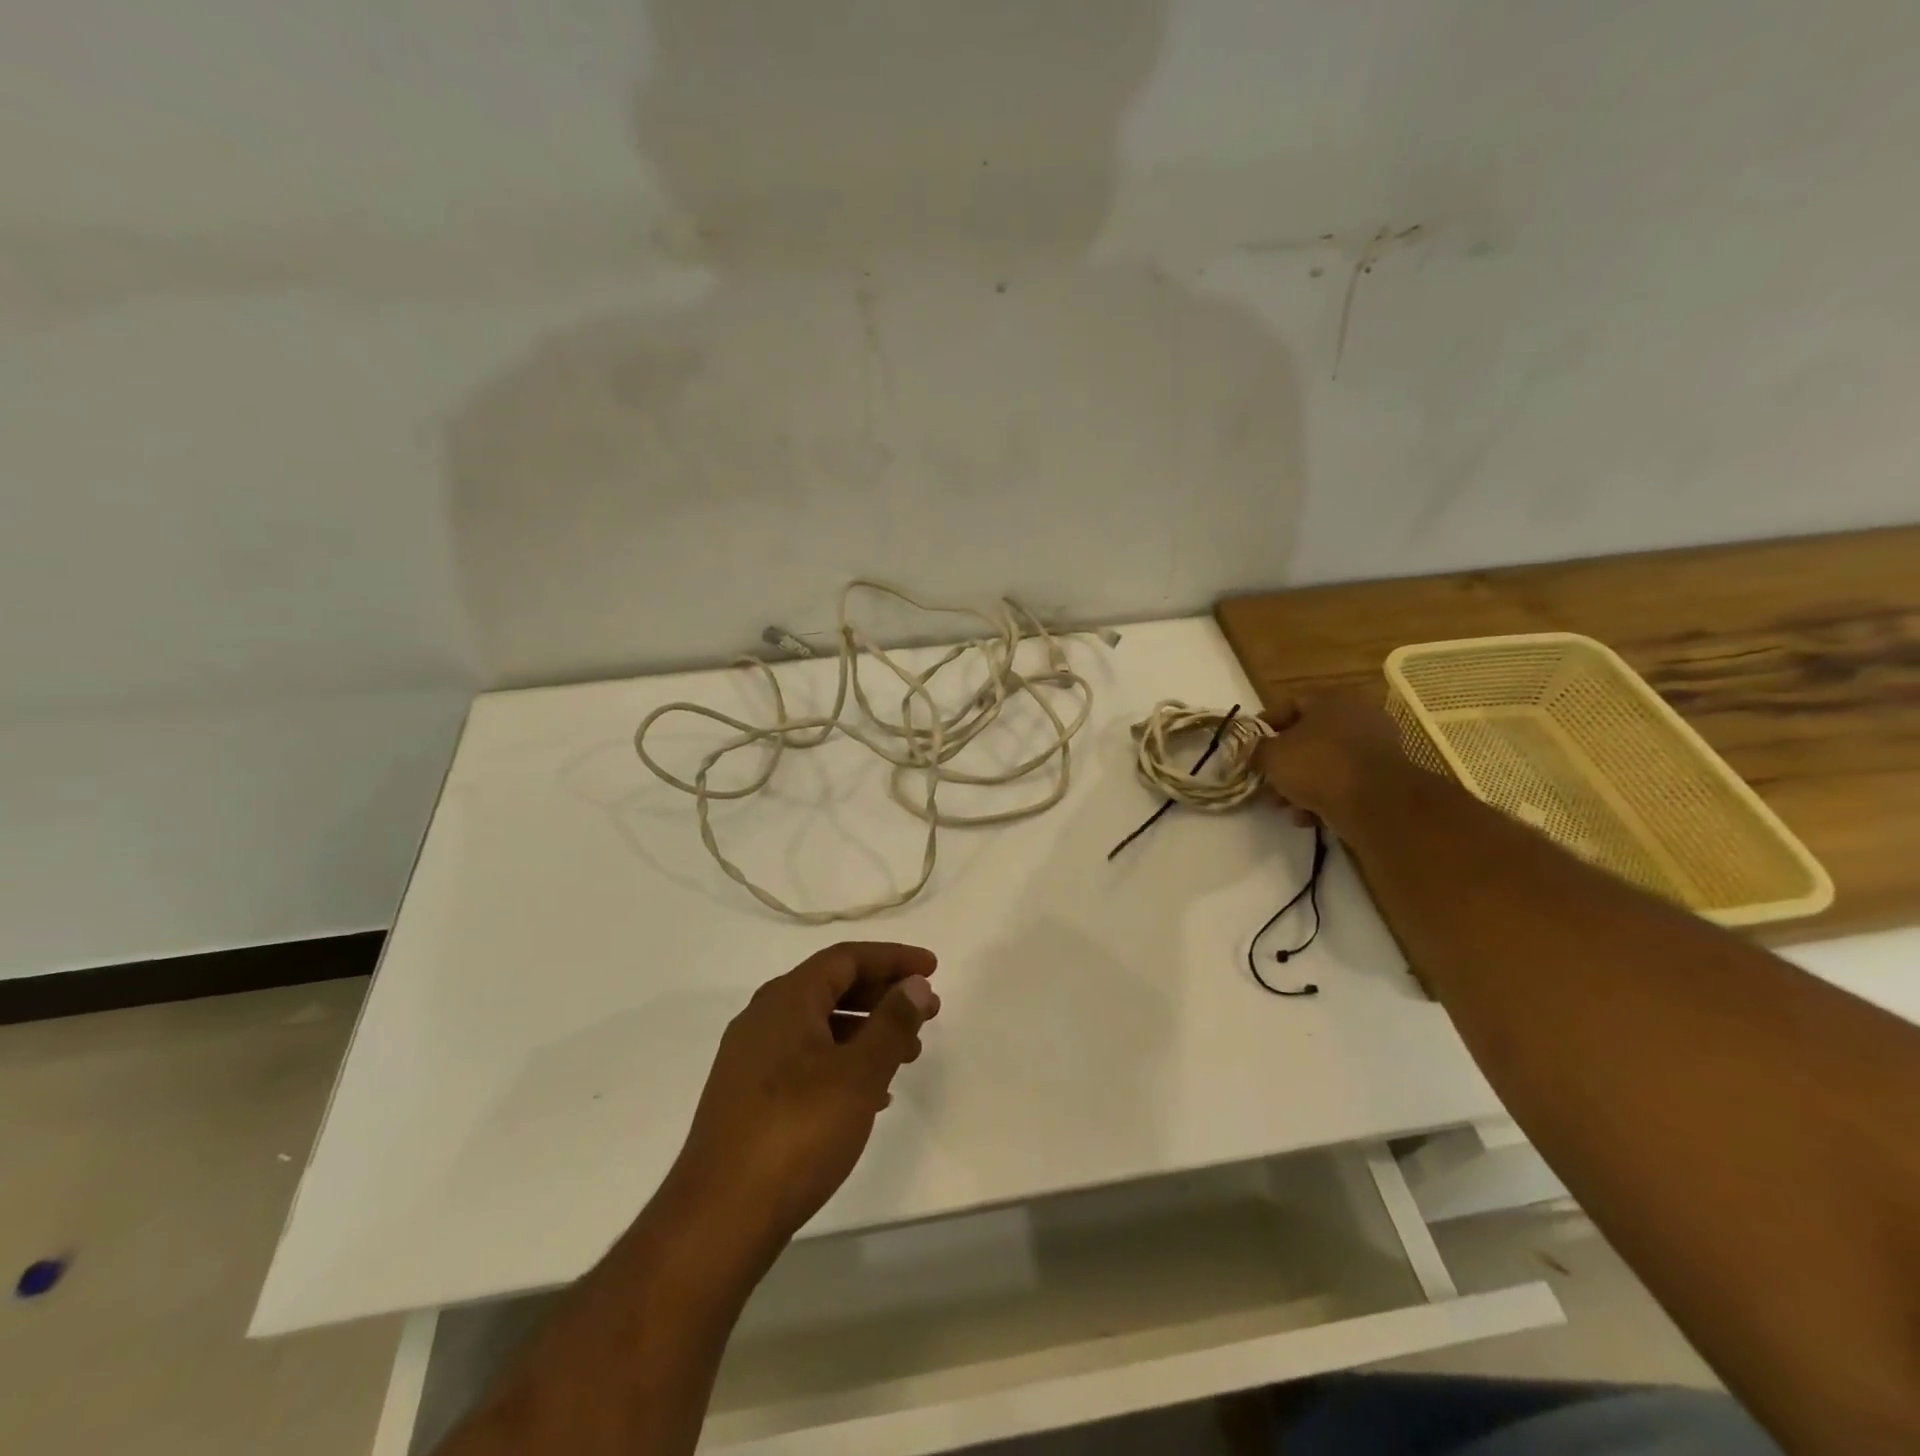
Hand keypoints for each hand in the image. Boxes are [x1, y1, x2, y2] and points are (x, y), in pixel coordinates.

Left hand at [666, 942, 939, 1254]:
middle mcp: (764, 1018)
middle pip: (833, 987)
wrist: (719, 1218)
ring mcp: (751, 1058)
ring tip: (908, 1055)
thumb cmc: (797, 1132)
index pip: (847, 958)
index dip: (893, 958)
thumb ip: (891, 1023)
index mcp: (786, 999)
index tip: (932, 968)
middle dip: (884, 995)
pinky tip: (871, 1094)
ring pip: (820, 1025)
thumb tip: (914, 983)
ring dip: (867, 1031)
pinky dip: (843, 1061)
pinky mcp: (748, 1096)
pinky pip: (806, 1058)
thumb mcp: (858, 1074)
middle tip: (928, 1012)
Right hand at [1253, 692, 1412, 832]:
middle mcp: (1357, 716)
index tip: (1250, 748)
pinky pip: (1345, 782)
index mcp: (1330, 699)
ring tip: (1285, 806)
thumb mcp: (1271, 756)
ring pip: (1326, 763)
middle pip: (1308, 737)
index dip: (1264, 727)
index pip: (1289, 705)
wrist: (1375, 803)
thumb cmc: (1317, 765)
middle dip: (1284, 762)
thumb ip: (1257, 750)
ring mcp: (1375, 746)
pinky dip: (1325, 796)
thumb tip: (1255, 751)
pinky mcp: (1385, 777)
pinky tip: (1308, 816)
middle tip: (1266, 781)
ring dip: (1302, 784)